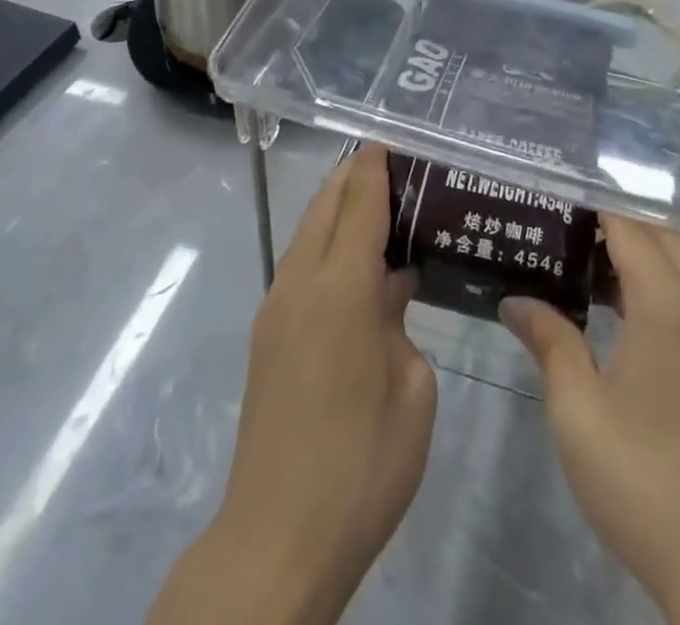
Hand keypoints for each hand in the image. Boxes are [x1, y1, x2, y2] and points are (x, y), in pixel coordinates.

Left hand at [150, 144, 436, 624]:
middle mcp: (300, 284)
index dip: (375, 168)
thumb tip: (388, 288)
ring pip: (306, 233)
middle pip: (324, 206)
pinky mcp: (267, 335)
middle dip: (353, 177)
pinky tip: (355, 265)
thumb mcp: (411, 389)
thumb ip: (400, 321)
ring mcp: (276, 309)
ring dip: (336, 209)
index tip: (392, 141)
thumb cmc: (362, 464)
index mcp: (340, 289)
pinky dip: (326, 243)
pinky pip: (300, 265)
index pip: (358, 203)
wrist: (278, 537)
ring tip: (378, 206)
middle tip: (393, 167)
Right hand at [501, 217, 679, 624]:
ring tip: (583, 266)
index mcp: (667, 304)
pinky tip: (619, 312)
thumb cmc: (640, 476)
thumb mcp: (577, 407)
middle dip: (616, 226)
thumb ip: (549, 339)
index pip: (628, 229)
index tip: (550, 207)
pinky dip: (658, 282)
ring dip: (639, 254)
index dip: (591, 212)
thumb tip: (515, 300)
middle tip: (563, 234)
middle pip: (661, 236)